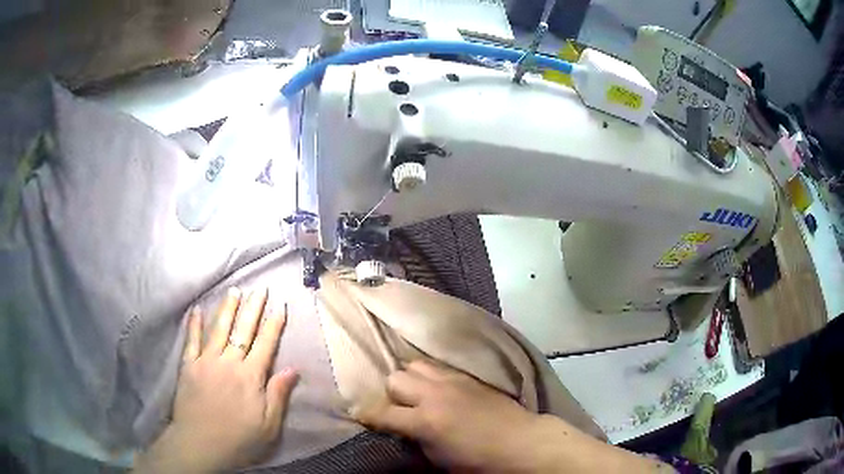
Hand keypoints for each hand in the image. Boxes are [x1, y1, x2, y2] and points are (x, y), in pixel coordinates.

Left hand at [134, 287, 298, 473]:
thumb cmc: (239, 438)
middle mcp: (229, 362)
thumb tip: (293, 369)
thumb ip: (278, 394)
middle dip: (252, 308)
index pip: (265, 344)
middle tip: (259, 289)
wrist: (201, 444)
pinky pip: (192, 340)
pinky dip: (194, 324)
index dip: (274, 325)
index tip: (280, 306)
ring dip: (227, 308)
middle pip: (242, 330)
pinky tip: (197, 310)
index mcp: (250, 376)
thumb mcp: (268, 424)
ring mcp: (206, 361)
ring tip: (234, 290)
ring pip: (218, 329)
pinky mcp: (189, 366)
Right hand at [352, 360, 542, 471]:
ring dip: (411, 379)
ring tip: (418, 393)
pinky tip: (438, 387)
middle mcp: (434, 395)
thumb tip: (403, 427)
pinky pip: (438, 366)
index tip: (360, 415)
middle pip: (395, 378)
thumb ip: (415, 438)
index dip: (367, 415)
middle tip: (400, 407)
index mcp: (425, 421)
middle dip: (391, 394)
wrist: (519, 441)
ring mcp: (452, 381)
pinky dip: (430, 374)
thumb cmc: (478, 460)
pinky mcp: (467, 376)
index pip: (382, 413)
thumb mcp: (438, 459)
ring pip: (415, 364)